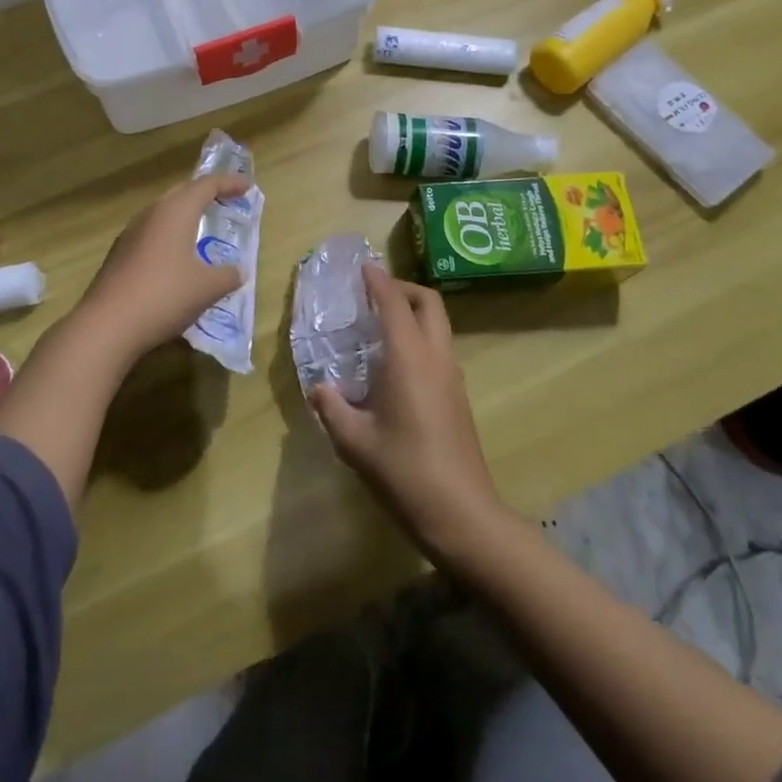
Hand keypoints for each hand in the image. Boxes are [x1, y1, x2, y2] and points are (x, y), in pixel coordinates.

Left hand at [74, 173, 249, 362]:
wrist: (107, 325)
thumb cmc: (165, 296)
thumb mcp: (207, 288)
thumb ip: (227, 275)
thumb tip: (238, 271)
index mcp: (176, 211)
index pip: (206, 185)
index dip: (229, 183)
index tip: (247, 185)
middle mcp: (151, 214)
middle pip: (182, 193)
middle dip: (205, 194)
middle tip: (225, 201)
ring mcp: (130, 233)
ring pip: (163, 213)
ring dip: (185, 215)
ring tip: (202, 227)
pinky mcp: (118, 255)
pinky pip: (151, 234)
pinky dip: (169, 236)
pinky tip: (175, 258)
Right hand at [311, 264, 509, 560]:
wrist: (463, 515)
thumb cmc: (405, 472)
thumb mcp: (355, 442)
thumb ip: (332, 407)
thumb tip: (318, 387)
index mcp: (409, 359)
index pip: (395, 303)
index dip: (378, 280)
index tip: (362, 266)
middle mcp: (436, 357)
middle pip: (428, 302)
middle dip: (402, 288)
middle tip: (373, 294)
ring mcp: (452, 376)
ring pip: (438, 324)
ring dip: (413, 312)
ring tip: (380, 325)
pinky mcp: (458, 396)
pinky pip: (439, 348)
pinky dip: (419, 336)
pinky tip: (395, 363)